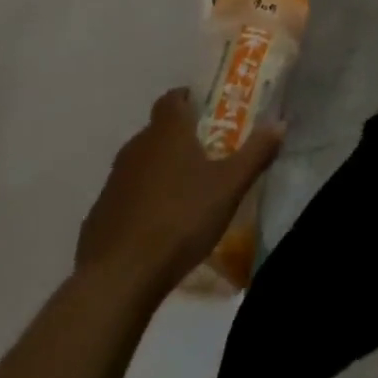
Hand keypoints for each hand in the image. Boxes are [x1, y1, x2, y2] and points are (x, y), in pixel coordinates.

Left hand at [75, 87, 283, 289]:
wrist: (117, 279)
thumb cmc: (180, 219)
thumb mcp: (229, 187)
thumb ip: (256, 153)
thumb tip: (280, 122)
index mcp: (167, 131)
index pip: (173, 98)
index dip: (187, 100)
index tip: (205, 112)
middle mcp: (136, 146)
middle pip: (157, 131)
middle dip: (178, 139)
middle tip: (204, 157)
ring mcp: (112, 183)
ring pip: (139, 165)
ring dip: (158, 172)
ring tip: (182, 196)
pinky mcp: (97, 217)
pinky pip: (123, 199)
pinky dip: (139, 205)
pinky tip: (155, 230)